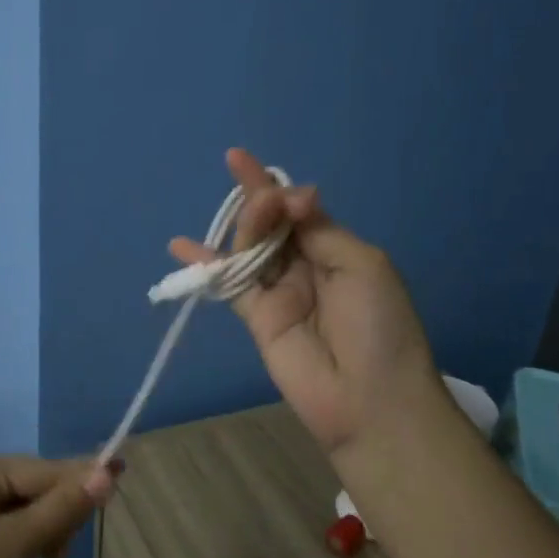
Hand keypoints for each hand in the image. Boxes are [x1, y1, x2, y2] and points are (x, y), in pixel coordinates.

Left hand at [0, 450, 116, 557]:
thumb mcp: (14, 549)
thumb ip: (62, 509)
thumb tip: (106, 471)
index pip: (42, 470)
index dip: (81, 481)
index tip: (122, 478)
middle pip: (26, 486)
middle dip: (50, 518)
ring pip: (9, 507)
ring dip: (31, 534)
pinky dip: (8, 542)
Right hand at [170, 148, 445, 457]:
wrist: (369, 398)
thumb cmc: (378, 326)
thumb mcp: (361, 264)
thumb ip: (318, 230)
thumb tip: (290, 197)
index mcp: (336, 249)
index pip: (298, 209)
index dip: (273, 186)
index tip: (239, 159)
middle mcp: (304, 266)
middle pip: (269, 225)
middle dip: (260, 204)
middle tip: (264, 201)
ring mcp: (277, 292)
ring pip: (249, 249)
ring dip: (243, 228)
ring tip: (248, 217)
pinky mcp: (255, 317)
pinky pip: (228, 283)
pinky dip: (204, 265)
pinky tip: (180, 246)